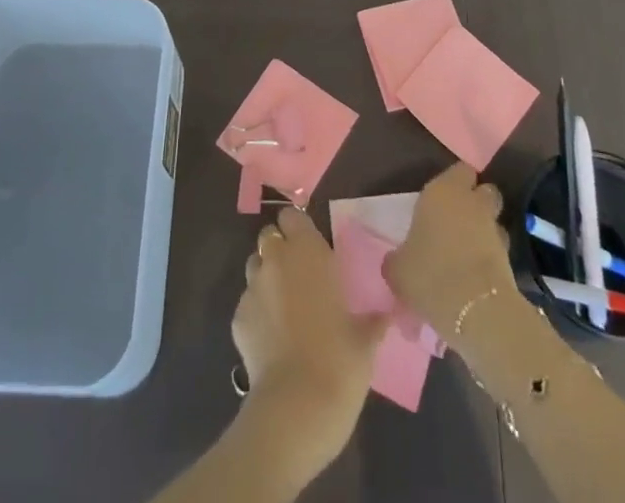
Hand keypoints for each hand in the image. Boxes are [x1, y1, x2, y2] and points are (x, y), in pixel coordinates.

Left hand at [232, 206, 386, 476]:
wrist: (297, 406)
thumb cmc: (340, 362)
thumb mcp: (366, 339)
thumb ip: (372, 319)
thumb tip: (386, 315)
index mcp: (308, 252)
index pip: (292, 216)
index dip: (298, 229)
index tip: (310, 248)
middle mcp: (276, 260)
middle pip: (270, 237)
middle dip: (281, 251)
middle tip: (299, 277)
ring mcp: (252, 287)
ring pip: (255, 266)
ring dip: (267, 278)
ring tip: (284, 307)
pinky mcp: (237, 317)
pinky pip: (247, 303)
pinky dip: (257, 312)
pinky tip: (272, 339)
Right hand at [383, 164, 515, 353]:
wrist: (477, 312)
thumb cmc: (430, 275)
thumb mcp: (397, 268)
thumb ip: (397, 257)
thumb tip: (398, 260)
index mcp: (442, 192)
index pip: (460, 170)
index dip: (455, 181)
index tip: (443, 196)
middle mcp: (472, 203)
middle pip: (483, 191)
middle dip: (476, 201)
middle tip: (457, 219)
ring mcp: (495, 230)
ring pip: (493, 220)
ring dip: (485, 230)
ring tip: (468, 249)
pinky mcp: (510, 259)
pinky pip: (499, 249)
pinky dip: (491, 256)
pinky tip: (476, 272)